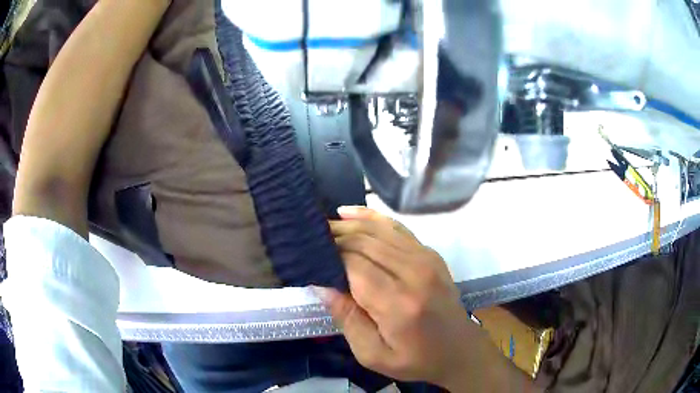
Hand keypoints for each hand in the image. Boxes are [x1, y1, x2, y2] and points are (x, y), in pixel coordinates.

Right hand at [320, 206, 475, 387]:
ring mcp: (426, 258)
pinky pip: (396, 228)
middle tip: (310, 239)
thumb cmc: (415, 359)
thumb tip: (322, 285)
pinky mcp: (430, 254)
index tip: (308, 257)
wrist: (459, 350)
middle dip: (334, 237)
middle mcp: (414, 272)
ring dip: (348, 225)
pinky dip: (371, 218)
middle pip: (365, 242)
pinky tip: (350, 213)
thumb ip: (347, 318)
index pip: (354, 265)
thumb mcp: (373, 354)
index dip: (328, 256)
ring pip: (378, 230)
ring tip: (324, 226)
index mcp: (398, 303)